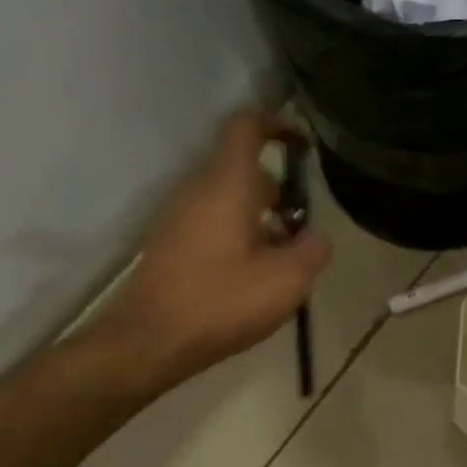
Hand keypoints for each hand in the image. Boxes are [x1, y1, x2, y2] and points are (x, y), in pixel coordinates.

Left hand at [90, 111, 331, 394]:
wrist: (151, 341)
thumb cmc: (222, 302)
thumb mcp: (287, 280)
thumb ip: (312, 250)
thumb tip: (315, 238)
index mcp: (227, 185)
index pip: (246, 127)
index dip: (277, 125)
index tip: (304, 145)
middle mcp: (198, 191)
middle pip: (244, 172)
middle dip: (280, 194)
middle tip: (302, 232)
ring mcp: (180, 219)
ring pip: (230, 203)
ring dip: (262, 222)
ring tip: (283, 265)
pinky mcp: (172, 246)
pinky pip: (214, 227)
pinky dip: (240, 240)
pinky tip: (253, 282)